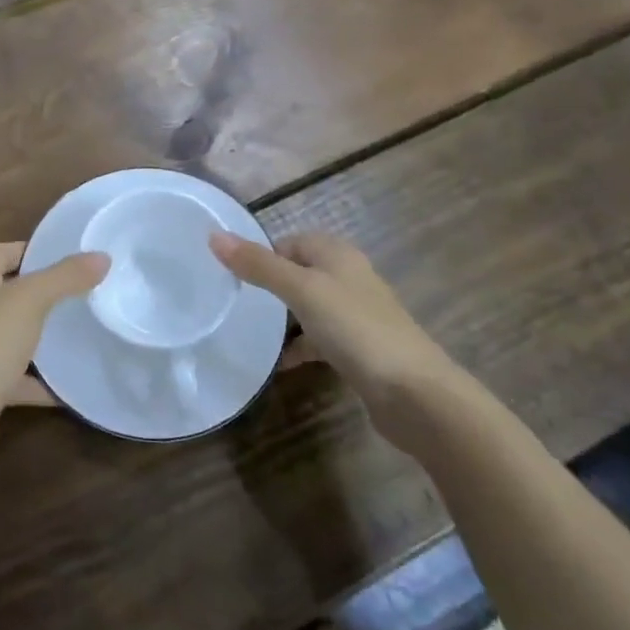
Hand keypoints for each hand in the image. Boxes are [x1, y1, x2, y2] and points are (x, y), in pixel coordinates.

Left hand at [0, 242, 108, 467]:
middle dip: (46, 293)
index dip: (39, 250)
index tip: (77, 257)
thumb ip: (65, 276)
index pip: (7, 251)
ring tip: (85, 331)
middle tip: (88, 292)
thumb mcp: (29, 301)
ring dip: (43, 336)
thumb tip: (102, 256)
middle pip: (12, 291)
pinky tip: (70, 385)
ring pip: (14, 333)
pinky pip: (15, 375)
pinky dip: (39, 380)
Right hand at [210, 232, 471, 432]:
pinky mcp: (359, 350)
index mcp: (337, 254)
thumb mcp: (301, 290)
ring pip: (309, 307)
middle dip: (269, 286)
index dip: (261, 255)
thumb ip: (258, 265)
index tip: (230, 276)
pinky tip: (279, 364)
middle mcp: (348, 277)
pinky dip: (300, 347)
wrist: (415, 394)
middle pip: (299, 273)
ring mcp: (356, 315)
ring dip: (283, 319)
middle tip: (235, 304)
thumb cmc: (356, 329)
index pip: (289, 242)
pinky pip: (320, 339)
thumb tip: (214, 235)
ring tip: (249, 332)